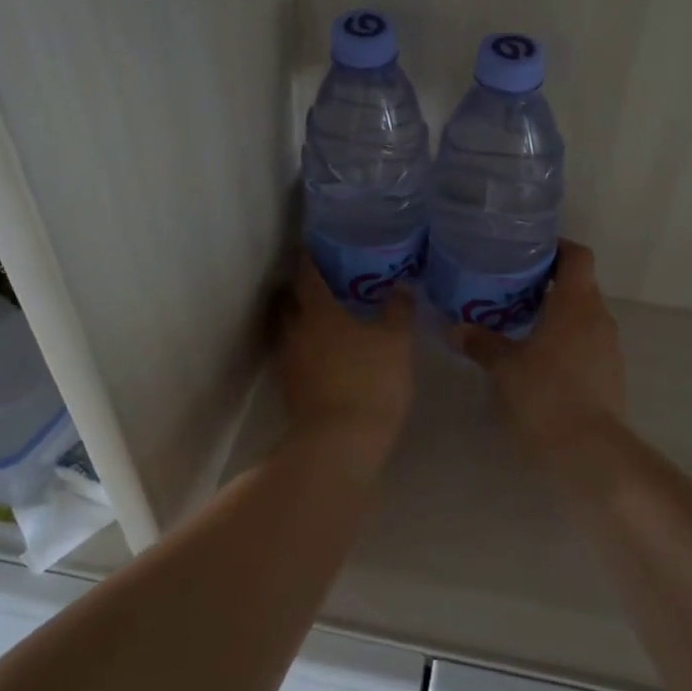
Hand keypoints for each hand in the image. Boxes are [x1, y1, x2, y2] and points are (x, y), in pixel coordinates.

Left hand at [279, 253, 414, 481]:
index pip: (307, 274)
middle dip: (304, 289)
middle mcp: (296, 331)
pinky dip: (308, 348)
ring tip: (329, 319)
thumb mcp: (396, 342)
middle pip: (291, 300)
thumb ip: (399, 310)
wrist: (340, 443)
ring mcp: (289, 362)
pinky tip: (329, 354)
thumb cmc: (370, 381)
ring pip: (291, 330)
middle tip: (327, 283)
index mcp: (318, 311)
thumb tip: (401, 285)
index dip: (310, 258)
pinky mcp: (291, 389)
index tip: (315, 247)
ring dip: (304, 321)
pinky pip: (297, 356)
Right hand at [455, 241, 626, 450]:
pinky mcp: (609, 374)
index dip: (556, 247)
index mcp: (576, 304)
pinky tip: (537, 357)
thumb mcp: (504, 368)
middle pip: (579, 284)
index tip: (528, 250)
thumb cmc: (546, 396)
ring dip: (555, 313)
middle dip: (548, 282)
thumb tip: (456, 328)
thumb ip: (481, 343)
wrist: (591, 453)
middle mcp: (598, 317)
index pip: (577, 256)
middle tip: (510, 286)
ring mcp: (608, 347)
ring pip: (582, 315)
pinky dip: (564, 339)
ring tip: (519, 321)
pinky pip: (586, 341)